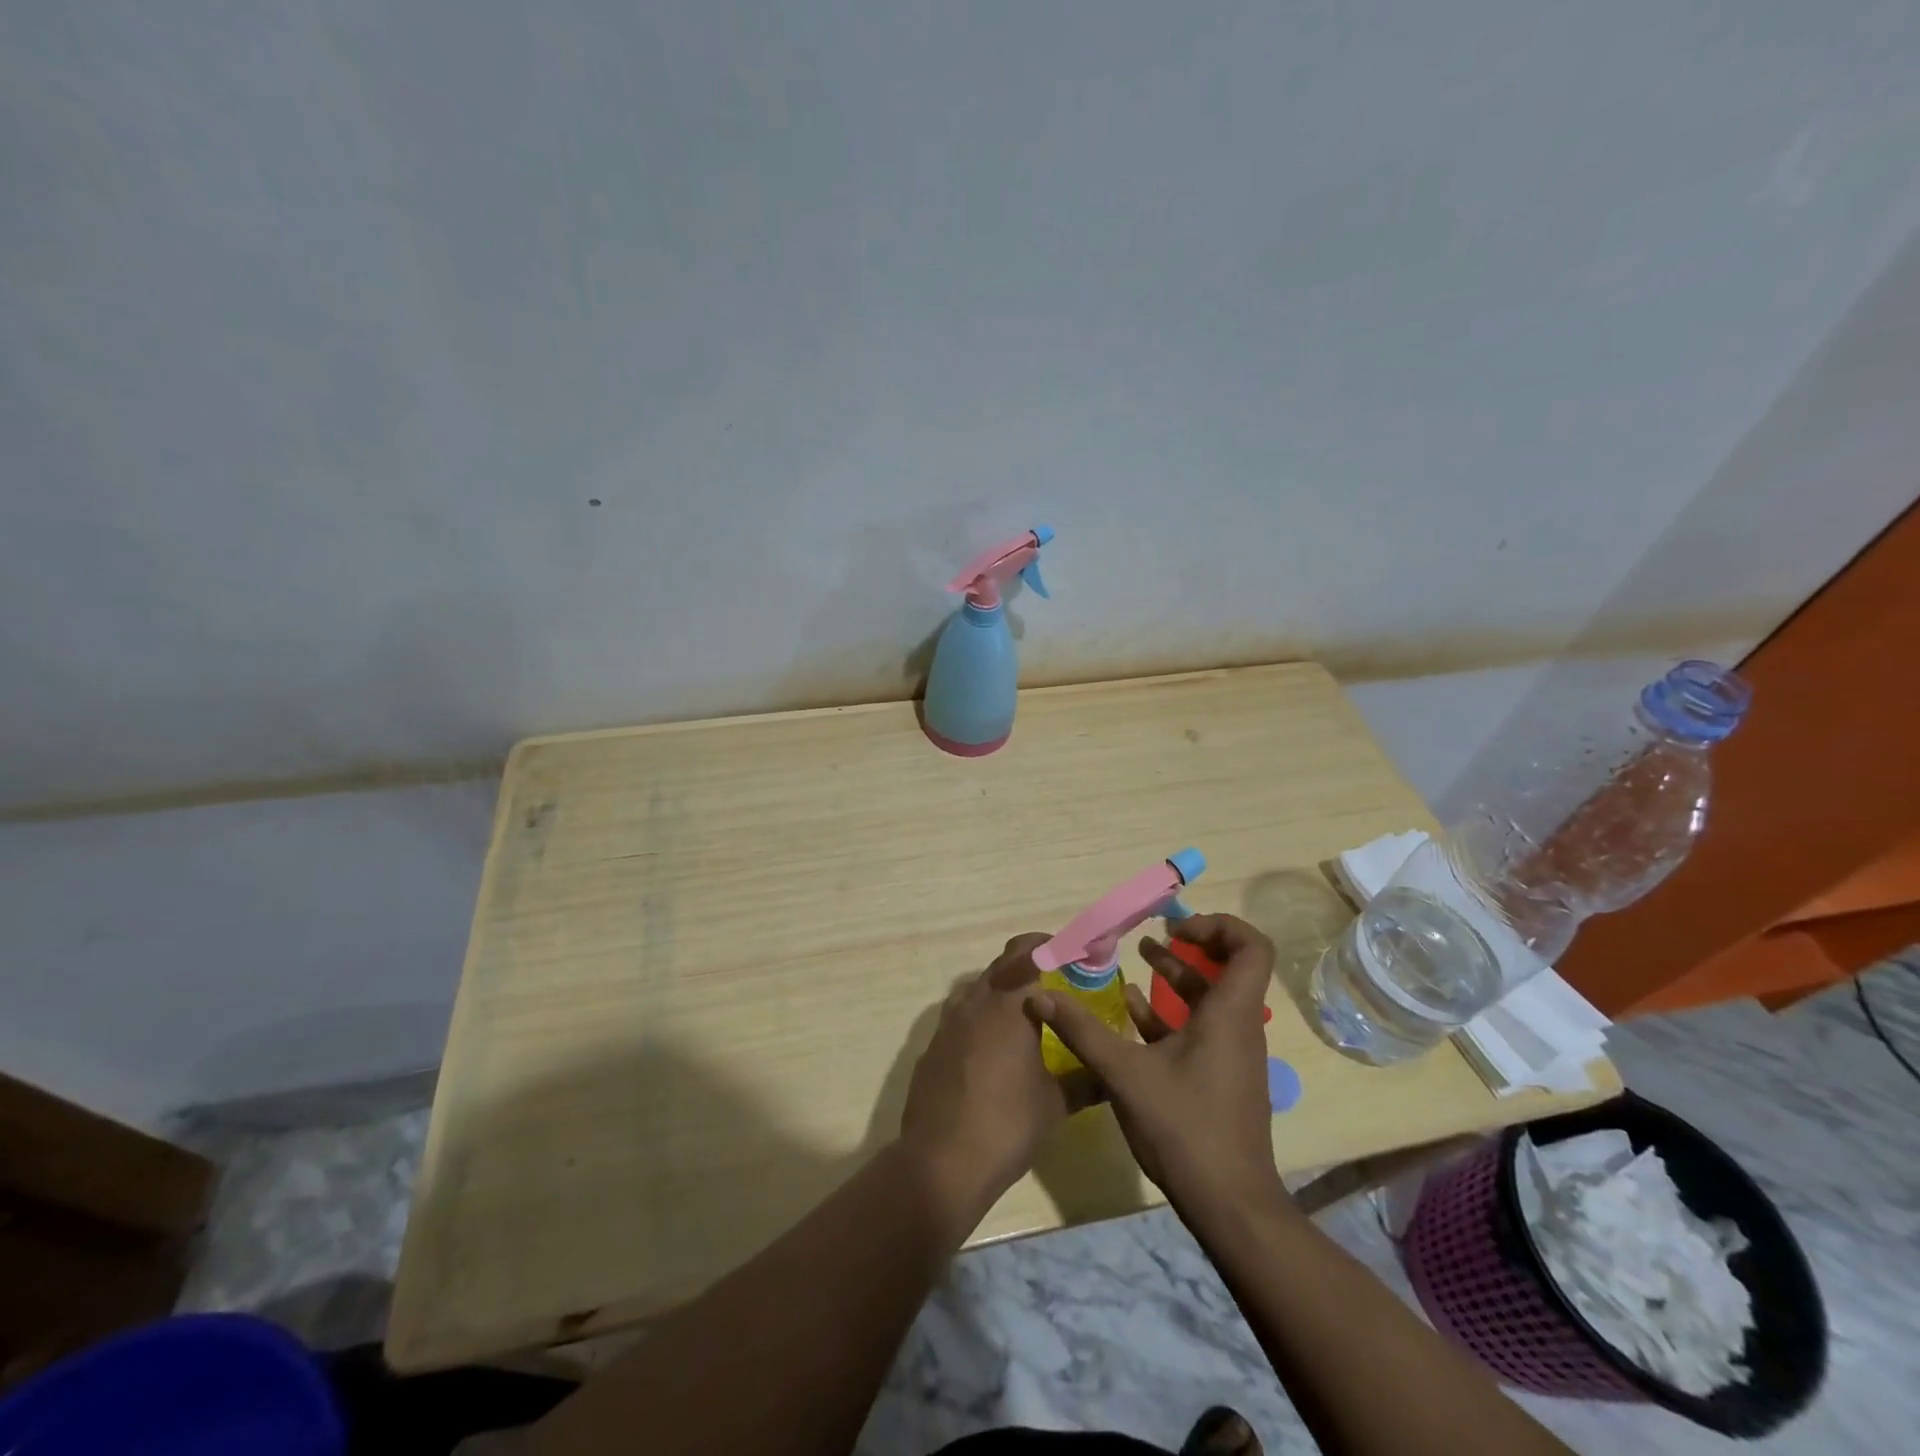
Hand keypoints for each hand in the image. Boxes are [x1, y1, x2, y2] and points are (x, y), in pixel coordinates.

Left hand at [898, 934, 1089, 1224]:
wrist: (942, 1161)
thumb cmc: (1007, 1124)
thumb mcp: (1055, 1103)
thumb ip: (1085, 1082)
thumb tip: (1110, 1076)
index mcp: (1008, 1004)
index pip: (1028, 953)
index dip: (1049, 947)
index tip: (1069, 955)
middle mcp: (975, 1002)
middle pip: (1001, 965)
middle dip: (1027, 966)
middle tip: (1053, 983)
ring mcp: (948, 1023)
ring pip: (977, 989)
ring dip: (1000, 991)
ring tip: (1024, 1015)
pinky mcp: (932, 1046)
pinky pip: (960, 1017)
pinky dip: (979, 1019)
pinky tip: (992, 1050)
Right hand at [1027, 914, 1284, 1213]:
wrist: (1229, 1205)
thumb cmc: (1185, 1127)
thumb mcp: (1124, 1073)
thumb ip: (1081, 1031)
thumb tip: (1038, 995)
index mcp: (1229, 1014)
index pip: (1250, 947)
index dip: (1219, 926)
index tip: (1176, 927)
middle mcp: (1238, 1027)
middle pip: (1230, 968)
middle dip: (1192, 944)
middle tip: (1156, 933)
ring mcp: (1231, 1054)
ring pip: (1211, 999)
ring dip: (1177, 976)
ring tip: (1140, 958)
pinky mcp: (1220, 1076)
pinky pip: (1200, 1029)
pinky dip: (1171, 1013)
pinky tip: (1133, 1012)